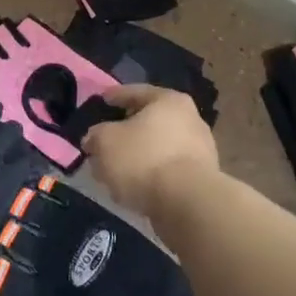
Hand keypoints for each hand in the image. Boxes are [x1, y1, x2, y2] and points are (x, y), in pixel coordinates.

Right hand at [82, 84, 218, 221]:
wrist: (188, 204)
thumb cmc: (144, 159)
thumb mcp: (106, 142)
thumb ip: (96, 135)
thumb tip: (94, 139)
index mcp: (169, 101)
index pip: (137, 92)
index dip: (115, 96)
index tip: (102, 100)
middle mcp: (190, 119)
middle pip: (150, 121)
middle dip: (127, 130)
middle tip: (106, 138)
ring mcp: (200, 150)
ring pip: (159, 147)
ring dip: (138, 155)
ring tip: (116, 168)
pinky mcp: (201, 179)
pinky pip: (167, 170)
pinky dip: (150, 174)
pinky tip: (133, 185)